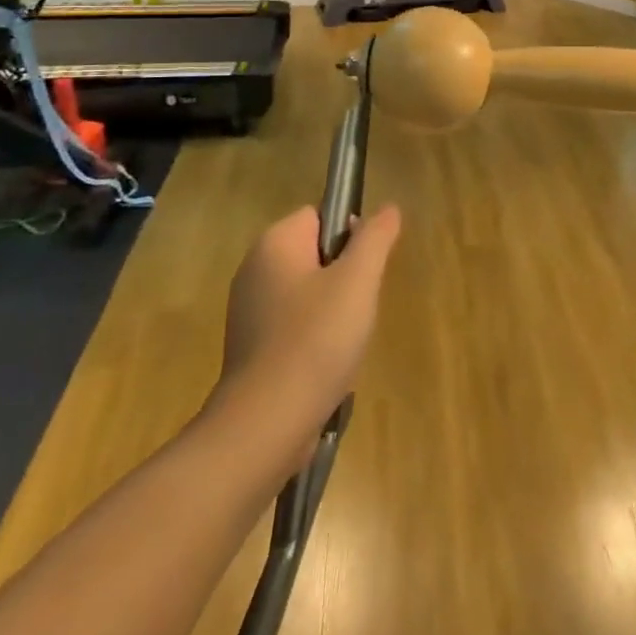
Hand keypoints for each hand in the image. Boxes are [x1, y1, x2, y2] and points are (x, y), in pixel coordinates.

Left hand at [209, 205, 402, 453]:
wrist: (265, 425)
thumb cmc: (315, 340)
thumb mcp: (358, 280)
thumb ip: (375, 238)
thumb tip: (388, 209)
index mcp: (274, 244)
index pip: (320, 216)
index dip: (350, 235)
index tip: (363, 269)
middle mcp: (254, 270)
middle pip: (315, 254)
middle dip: (344, 277)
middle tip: (357, 307)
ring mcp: (248, 311)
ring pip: (308, 292)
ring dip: (333, 310)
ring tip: (344, 340)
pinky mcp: (250, 348)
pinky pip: (294, 325)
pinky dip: (314, 338)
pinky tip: (326, 364)